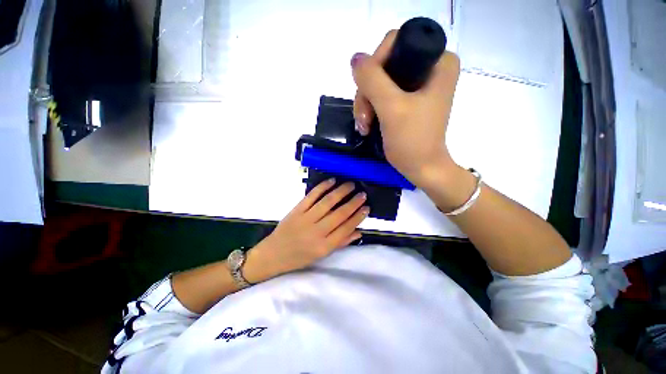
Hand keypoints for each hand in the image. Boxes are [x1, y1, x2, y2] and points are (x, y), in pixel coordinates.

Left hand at [243, 179, 368, 282]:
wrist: (273, 254)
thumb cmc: (300, 257)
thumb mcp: (322, 255)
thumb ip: (341, 242)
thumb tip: (359, 232)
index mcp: (324, 246)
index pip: (346, 228)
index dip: (358, 217)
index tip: (366, 207)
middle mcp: (316, 232)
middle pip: (339, 214)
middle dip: (353, 202)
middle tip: (362, 194)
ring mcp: (305, 219)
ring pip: (327, 202)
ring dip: (341, 191)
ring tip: (351, 184)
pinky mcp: (296, 210)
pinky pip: (311, 196)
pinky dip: (322, 187)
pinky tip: (331, 181)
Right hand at [351, 30, 460, 187]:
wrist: (420, 168)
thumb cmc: (412, 141)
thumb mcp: (392, 109)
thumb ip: (372, 80)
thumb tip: (355, 59)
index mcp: (439, 62)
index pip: (398, 42)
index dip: (376, 64)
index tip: (369, 92)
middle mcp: (430, 68)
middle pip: (385, 64)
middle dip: (368, 92)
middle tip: (364, 118)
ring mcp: (417, 85)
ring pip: (379, 81)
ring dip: (366, 104)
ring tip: (365, 126)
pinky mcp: (407, 100)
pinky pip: (381, 94)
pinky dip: (370, 109)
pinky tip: (368, 125)